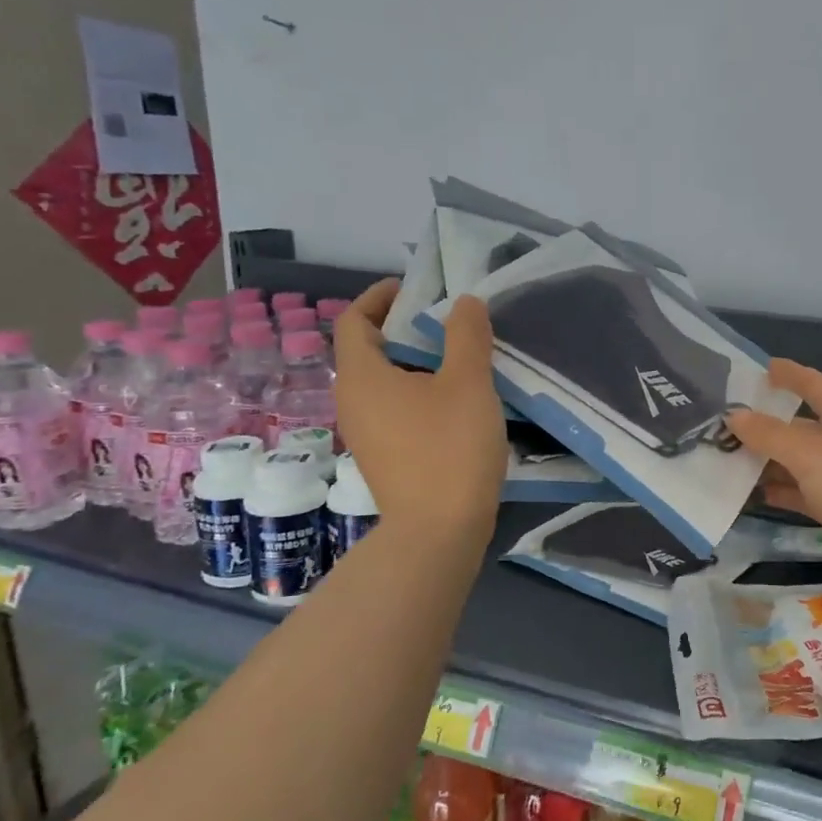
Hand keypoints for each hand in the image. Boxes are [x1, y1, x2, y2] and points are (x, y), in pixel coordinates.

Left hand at [332, 279, 506, 534]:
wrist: (439, 532)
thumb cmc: (450, 448)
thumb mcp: (468, 383)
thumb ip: (466, 335)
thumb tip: (463, 302)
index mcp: (362, 376)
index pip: (354, 320)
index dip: (380, 297)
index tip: (415, 289)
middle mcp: (353, 401)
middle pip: (368, 349)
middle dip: (403, 327)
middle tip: (447, 320)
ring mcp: (366, 432)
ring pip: (383, 381)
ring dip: (414, 361)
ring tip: (457, 356)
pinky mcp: (384, 456)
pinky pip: (394, 407)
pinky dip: (417, 390)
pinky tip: (455, 400)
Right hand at [727, 359, 821, 592]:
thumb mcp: (809, 453)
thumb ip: (769, 433)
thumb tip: (734, 415)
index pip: (812, 383)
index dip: (788, 374)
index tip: (761, 368)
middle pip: (798, 425)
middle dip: (764, 424)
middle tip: (722, 424)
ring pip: (797, 461)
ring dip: (766, 461)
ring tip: (725, 460)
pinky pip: (801, 492)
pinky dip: (779, 492)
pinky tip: (751, 495)